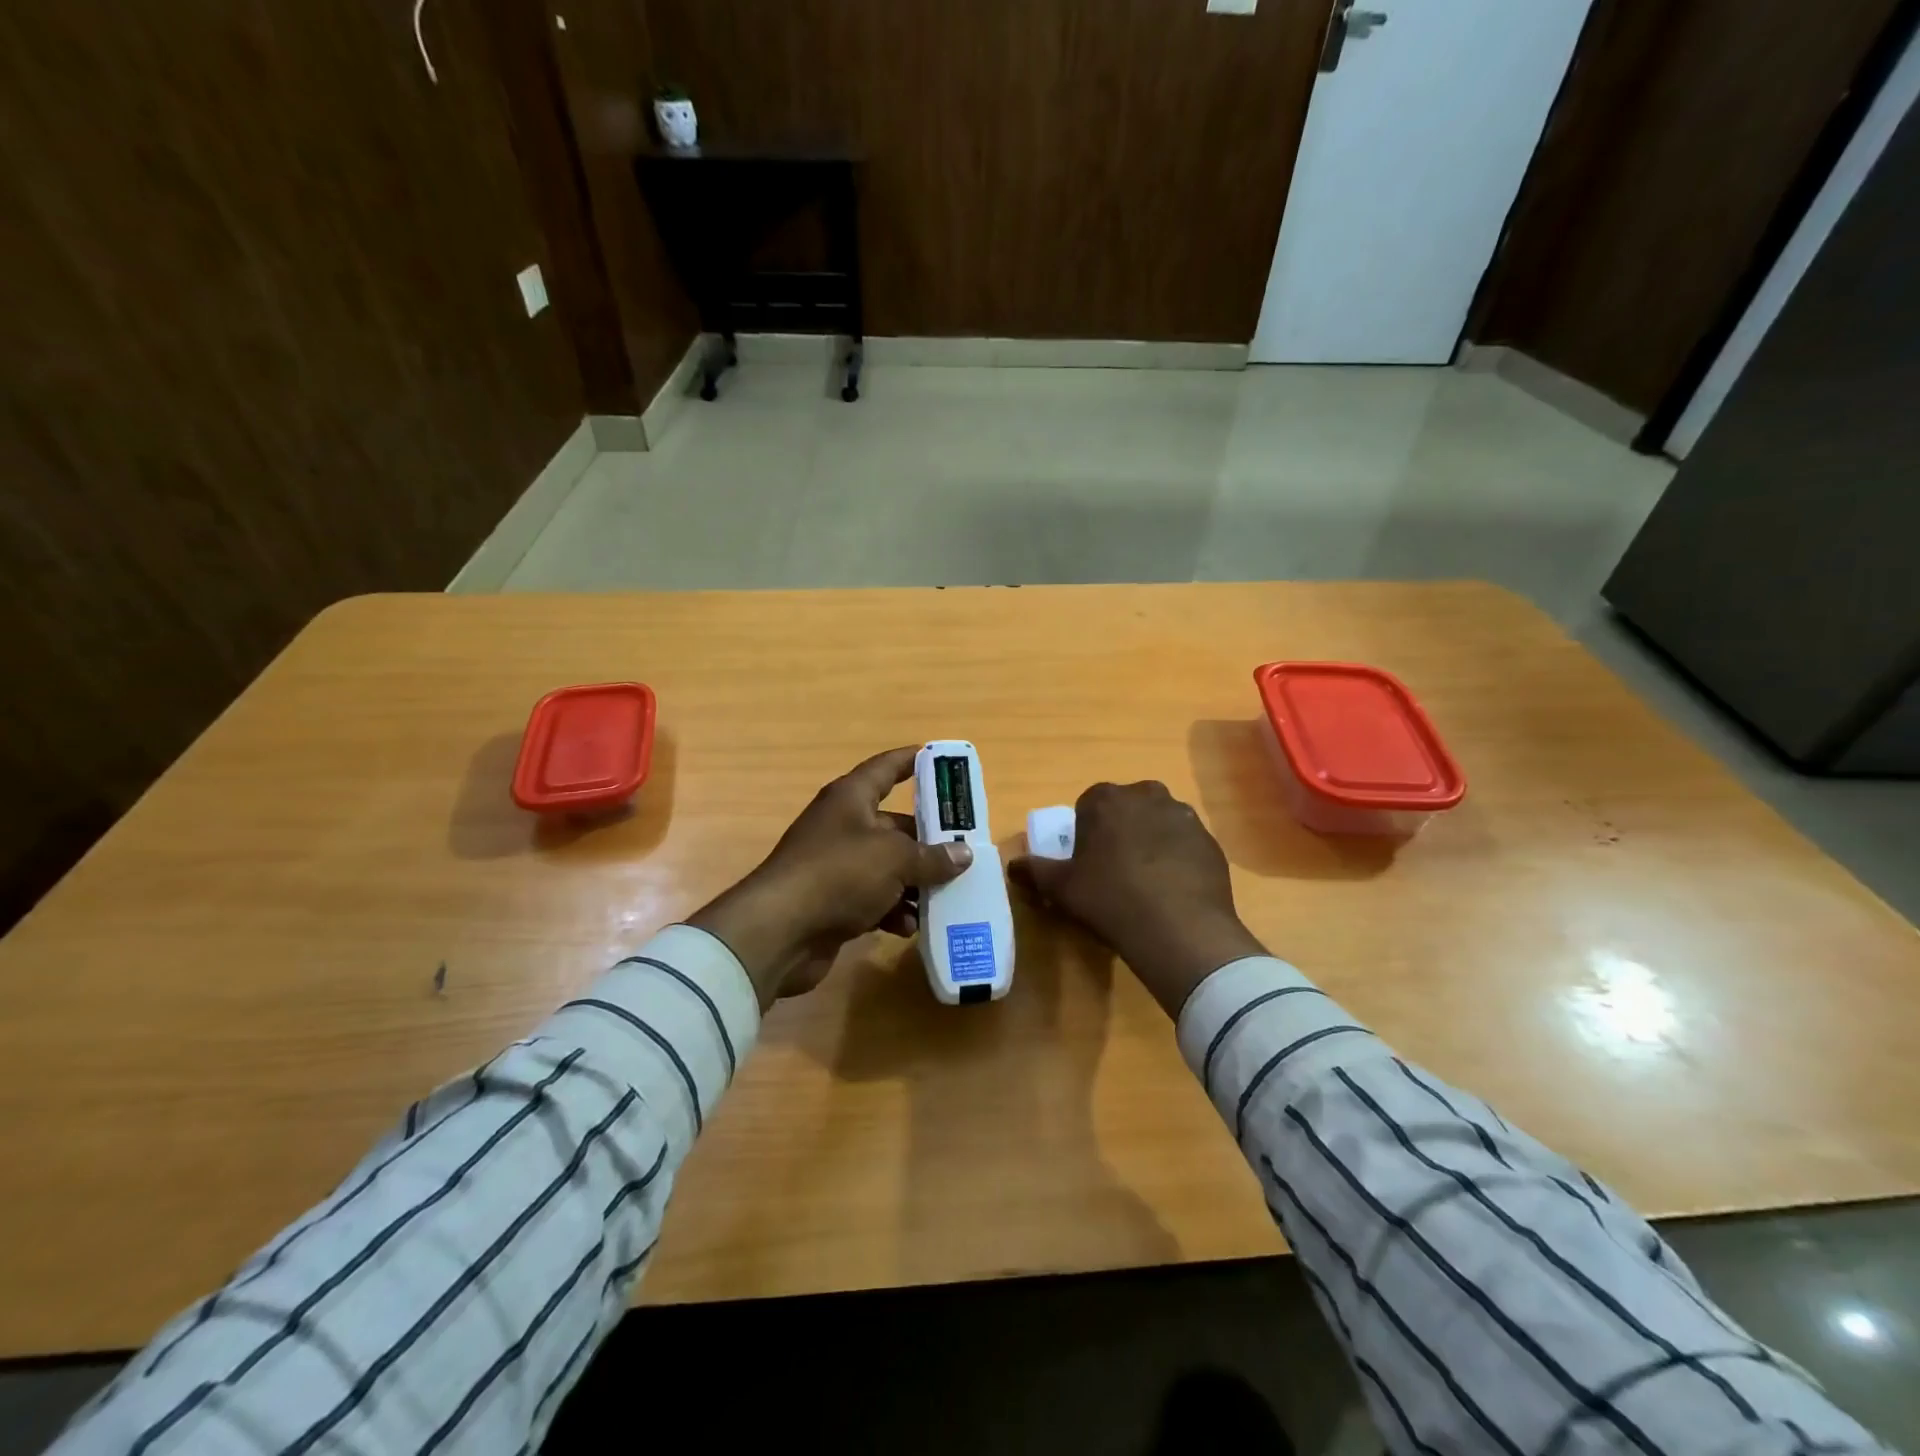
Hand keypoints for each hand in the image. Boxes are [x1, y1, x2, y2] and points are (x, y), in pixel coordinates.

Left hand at [688, 746, 973, 1009]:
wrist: (779, 931)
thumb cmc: (839, 874)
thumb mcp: (894, 859)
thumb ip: (932, 857)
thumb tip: (963, 854)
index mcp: (851, 798)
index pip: (886, 768)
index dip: (912, 760)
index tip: (940, 758)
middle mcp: (843, 826)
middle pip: (895, 826)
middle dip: (928, 842)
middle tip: (965, 852)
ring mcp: (836, 866)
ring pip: (888, 867)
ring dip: (915, 883)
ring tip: (945, 897)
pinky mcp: (833, 902)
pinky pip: (874, 899)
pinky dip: (893, 911)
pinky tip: (910, 927)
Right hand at [1011, 781, 1266, 1017]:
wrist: (1179, 929)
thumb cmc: (1109, 899)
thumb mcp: (1061, 888)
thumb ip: (1034, 870)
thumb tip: (1013, 865)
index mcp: (1106, 799)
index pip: (1089, 804)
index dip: (1086, 831)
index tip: (1087, 861)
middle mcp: (1147, 795)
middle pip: (1127, 808)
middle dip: (1120, 829)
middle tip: (1114, 868)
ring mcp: (1184, 816)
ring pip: (1158, 822)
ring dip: (1151, 840)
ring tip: (1145, 881)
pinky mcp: (1210, 841)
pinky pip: (1185, 843)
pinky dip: (1177, 858)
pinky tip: (1172, 889)